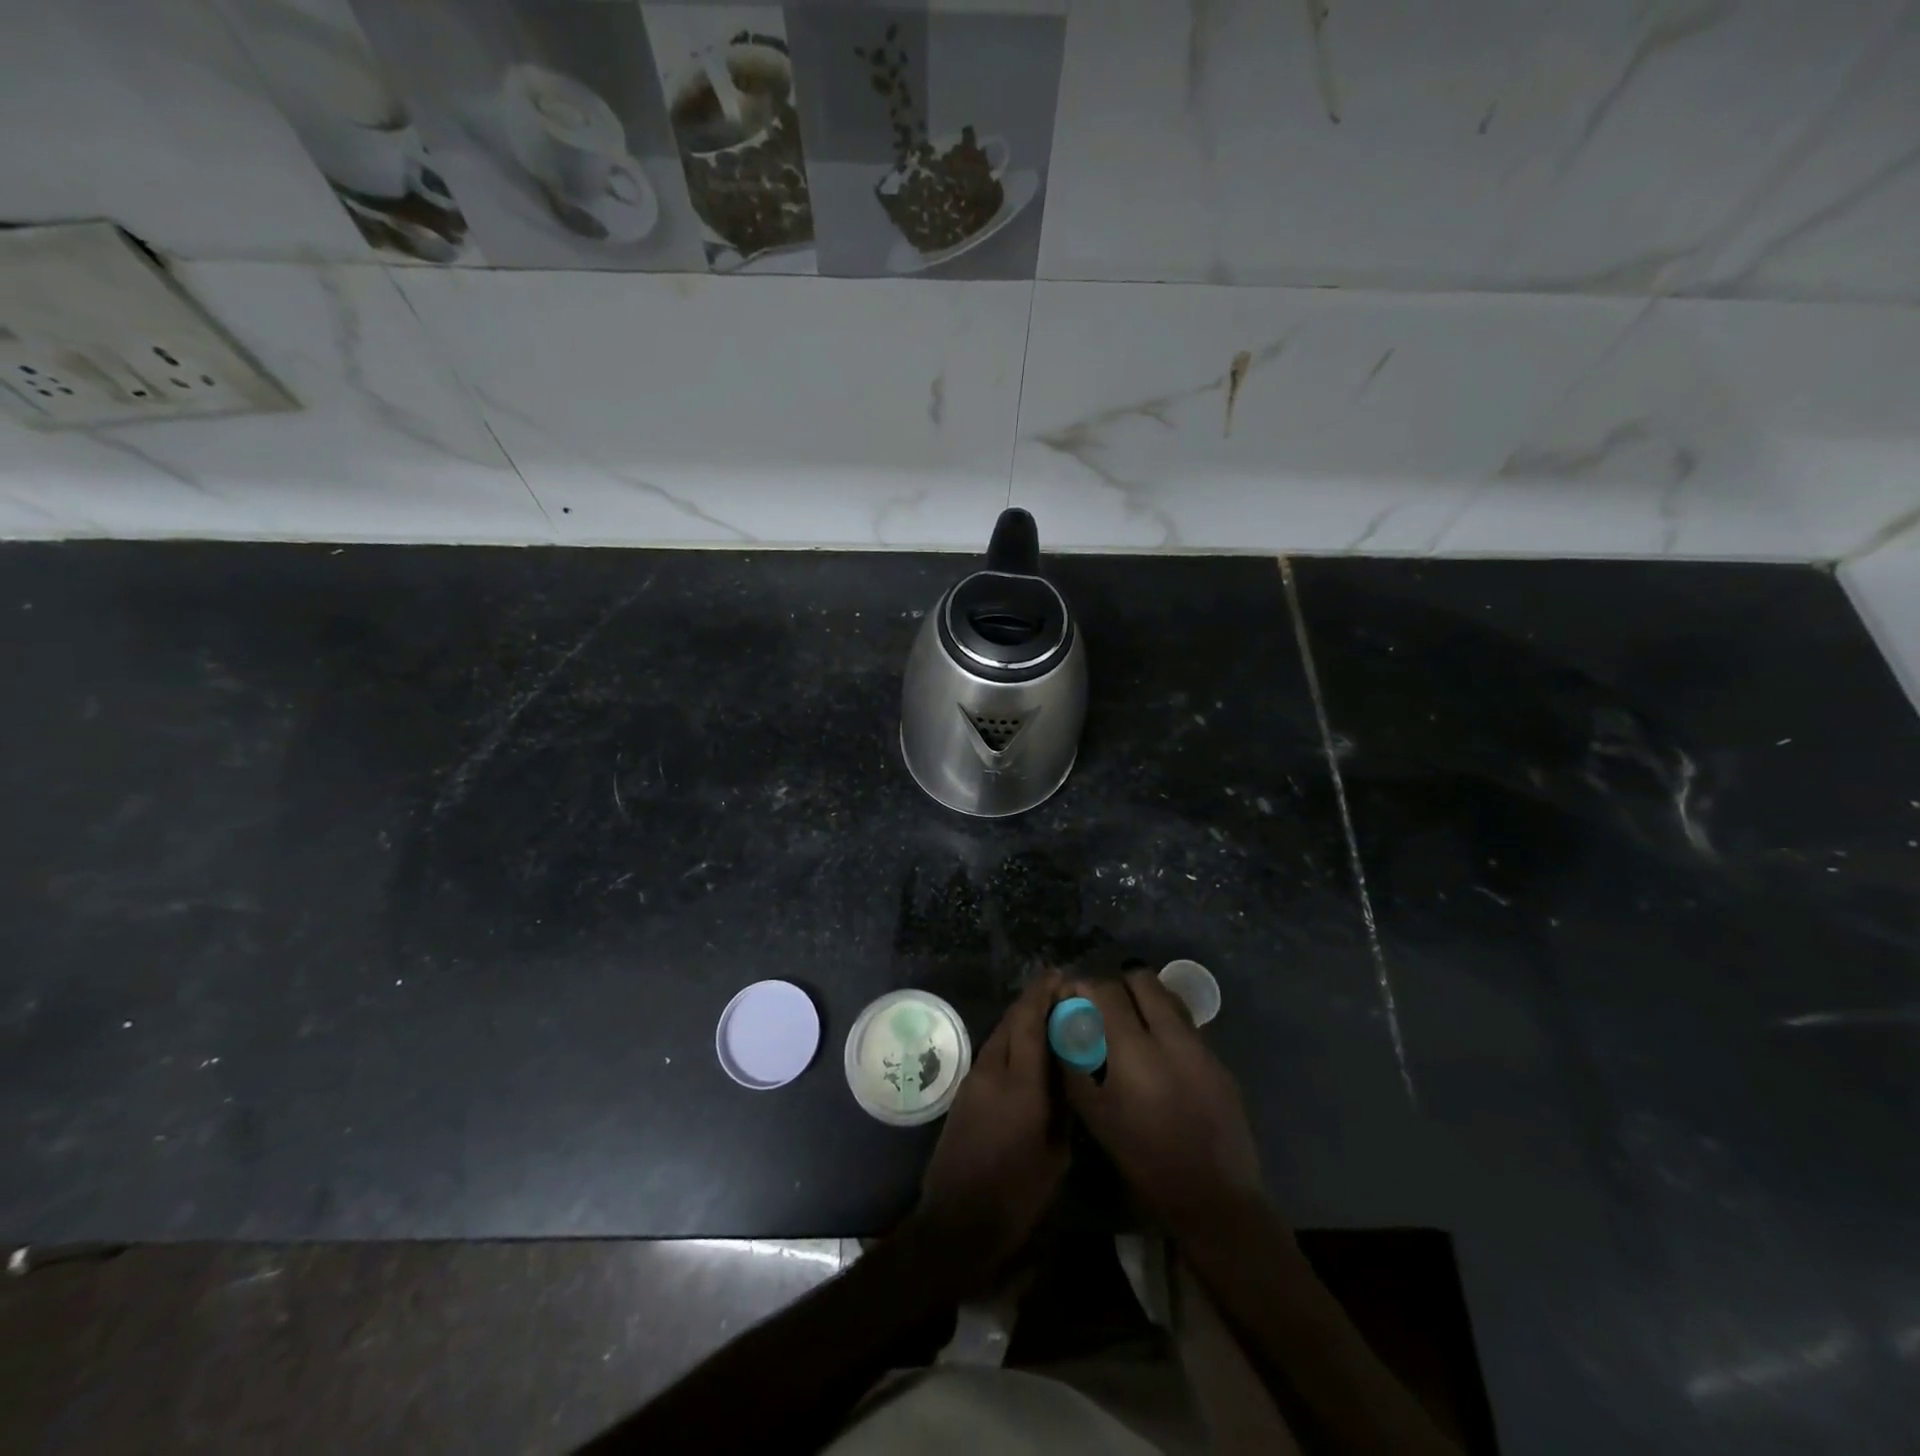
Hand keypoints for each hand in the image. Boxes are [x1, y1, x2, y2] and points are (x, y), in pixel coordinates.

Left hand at [917, 974, 1066, 1274]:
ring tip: (1047, 1016)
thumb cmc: (1016, 1195)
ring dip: (1021, 1019)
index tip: (1060, 975)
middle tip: (1059, 992)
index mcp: (1019, 1084)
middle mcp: (992, 1070)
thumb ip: (1063, 1106)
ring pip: (999, 1034)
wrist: (957, 1222)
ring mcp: (973, 1079)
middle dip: (1033, 1000)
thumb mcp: (1056, 1156)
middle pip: (1011, 1020)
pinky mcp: (964, 1092)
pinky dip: (1010, 1040)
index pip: (1028, 1021)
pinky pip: (992, 1052)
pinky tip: (1026, 1049)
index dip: (1043, 993)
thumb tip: (1069, 1071)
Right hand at [1060, 970, 1264, 1237]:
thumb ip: (1076, 1060)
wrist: (1214, 1198)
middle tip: (1104, 1007)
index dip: (1084, 986)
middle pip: (1141, 979)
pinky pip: (1187, 1024)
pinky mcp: (1220, 1060)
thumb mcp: (1095, 1113)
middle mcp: (1171, 1036)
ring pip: (1168, 997)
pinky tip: (1160, 1056)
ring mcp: (1201, 1045)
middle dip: (1118, 985)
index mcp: (1135, 1050)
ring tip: (1132, 1026)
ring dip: (1145, 1000)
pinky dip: (1167, 1025)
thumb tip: (1065, 1022)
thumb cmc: (1143, 1159)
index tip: (1072, 996)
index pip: (1105, 991)